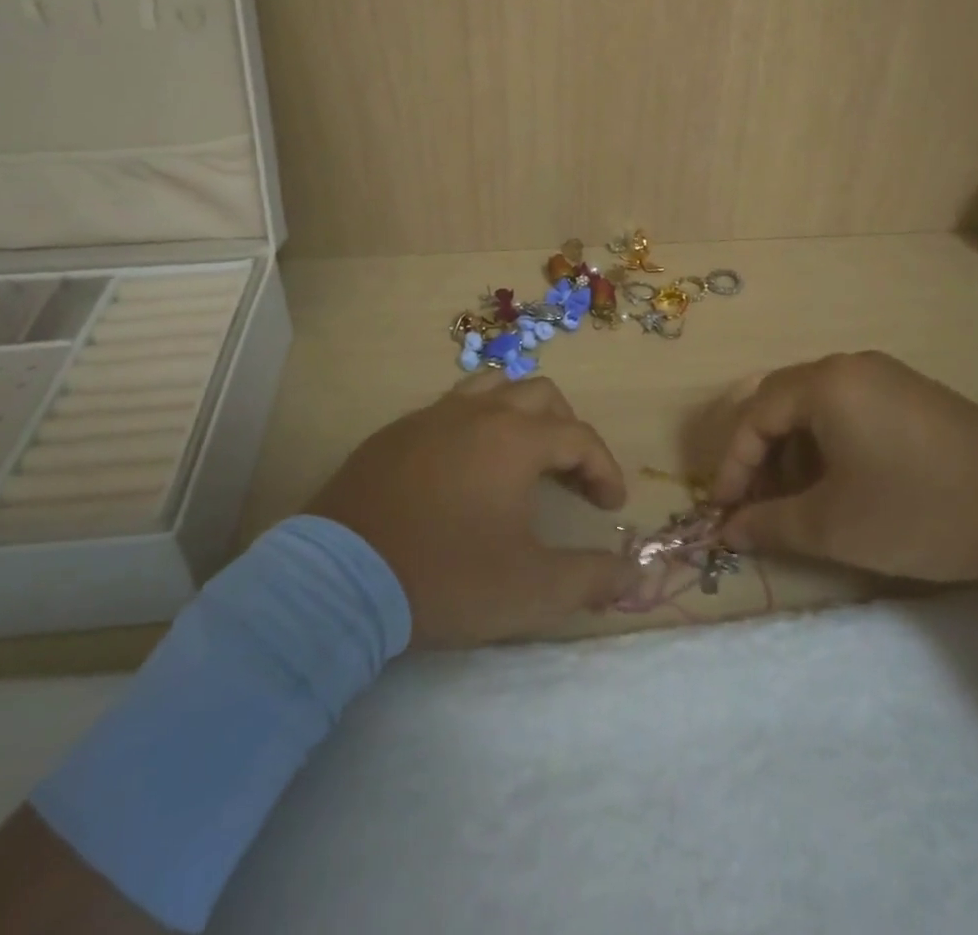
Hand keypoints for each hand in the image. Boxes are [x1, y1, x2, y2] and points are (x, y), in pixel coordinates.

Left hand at [306, 376, 635, 645]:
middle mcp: (478, 412)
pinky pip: (449, 409)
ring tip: (523, 454)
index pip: (580, 437)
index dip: (605, 469)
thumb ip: (591, 579)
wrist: (341, 579)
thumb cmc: (447, 577)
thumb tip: (636, 575)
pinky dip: (475, 425)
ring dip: (520, 414)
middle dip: (566, 430)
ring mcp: (432, 416)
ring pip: (492, 388)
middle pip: (540, 396)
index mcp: (516, 439)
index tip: (611, 505)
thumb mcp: (530, 590)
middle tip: (571, 474)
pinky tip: (465, 467)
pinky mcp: (396, 432)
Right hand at [707, 352, 977, 583]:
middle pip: (783, 402)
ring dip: (796, 452)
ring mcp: (892, 377)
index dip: (732, 464)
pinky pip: (854, 410)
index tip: (723, 511)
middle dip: (762, 456)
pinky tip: (847, 486)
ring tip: (801, 501)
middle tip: (757, 504)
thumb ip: (770, 525)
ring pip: (819, 407)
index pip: (755, 414)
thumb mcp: (834, 526)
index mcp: (827, 382)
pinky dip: (833, 446)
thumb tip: (727, 530)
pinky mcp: (920, 397)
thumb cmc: (920, 512)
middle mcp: (853, 366)